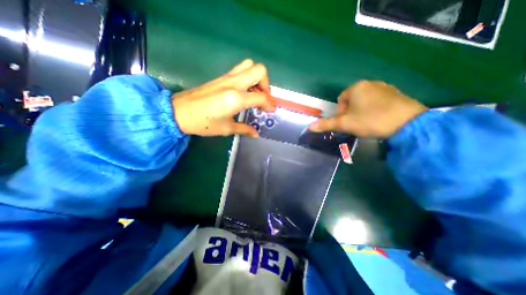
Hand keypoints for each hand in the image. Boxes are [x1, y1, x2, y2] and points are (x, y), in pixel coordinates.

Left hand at [174, 60, 276, 137]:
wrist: (178, 112)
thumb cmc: (203, 123)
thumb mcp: (226, 129)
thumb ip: (244, 129)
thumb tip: (256, 134)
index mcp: (236, 98)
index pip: (261, 97)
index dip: (269, 104)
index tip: (271, 110)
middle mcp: (234, 84)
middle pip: (259, 71)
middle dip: (266, 84)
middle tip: (263, 98)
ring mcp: (227, 78)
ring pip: (249, 66)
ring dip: (257, 78)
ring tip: (254, 93)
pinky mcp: (221, 77)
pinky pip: (240, 70)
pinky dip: (247, 77)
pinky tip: (244, 91)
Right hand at [309, 81, 426, 137]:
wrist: (407, 123)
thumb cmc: (370, 120)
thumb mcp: (345, 124)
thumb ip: (326, 124)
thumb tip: (309, 127)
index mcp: (356, 87)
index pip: (341, 100)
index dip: (341, 113)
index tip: (348, 122)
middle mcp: (370, 83)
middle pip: (352, 100)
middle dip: (351, 112)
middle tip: (357, 123)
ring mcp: (384, 87)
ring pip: (364, 101)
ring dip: (361, 111)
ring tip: (368, 122)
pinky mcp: (396, 93)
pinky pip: (377, 100)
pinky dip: (374, 109)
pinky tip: (379, 118)